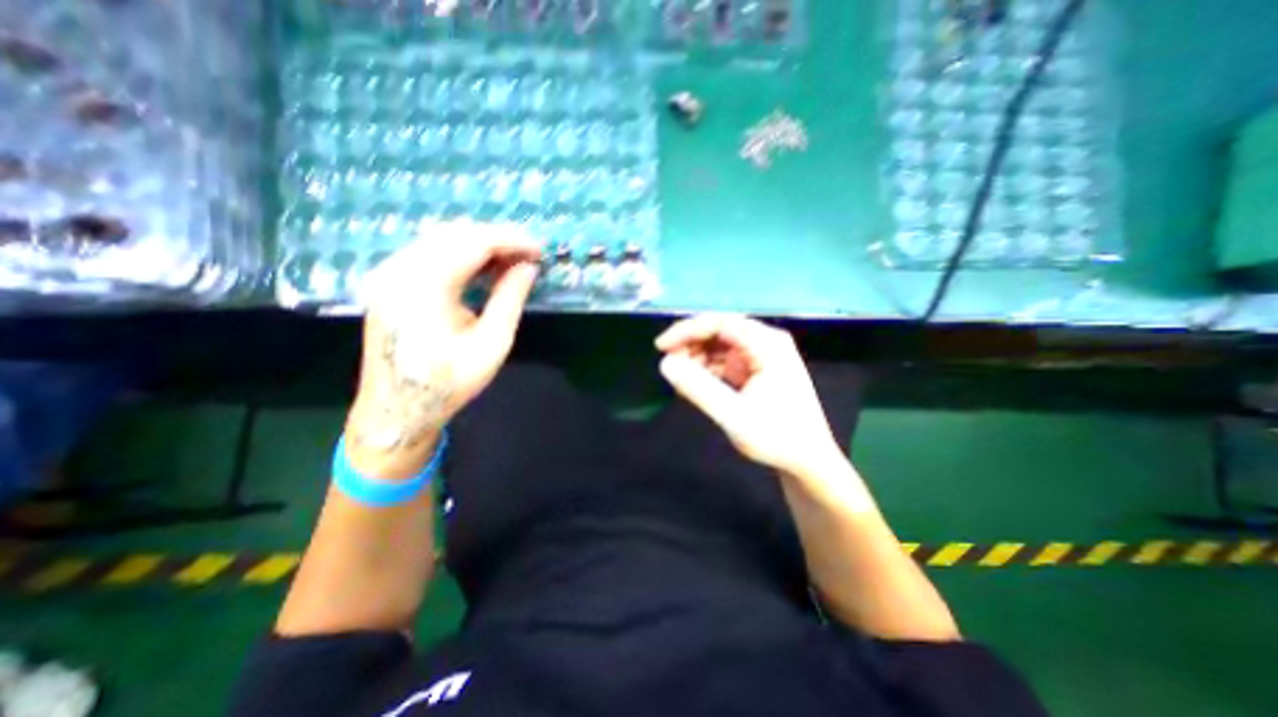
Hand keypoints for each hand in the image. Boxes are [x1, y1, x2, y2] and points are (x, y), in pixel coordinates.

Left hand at [344, 219, 538, 475]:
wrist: (396, 409)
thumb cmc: (448, 382)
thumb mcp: (491, 345)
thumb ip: (510, 300)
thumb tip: (529, 267)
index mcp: (424, 286)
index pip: (473, 242)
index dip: (510, 241)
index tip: (539, 250)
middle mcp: (399, 270)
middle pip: (455, 234)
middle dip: (497, 239)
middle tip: (529, 255)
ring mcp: (389, 274)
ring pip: (441, 239)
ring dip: (480, 245)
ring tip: (512, 261)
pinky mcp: (389, 281)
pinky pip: (430, 252)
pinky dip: (461, 255)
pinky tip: (483, 269)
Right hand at [653, 312, 845, 479]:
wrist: (808, 462)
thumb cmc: (776, 439)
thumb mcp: (734, 416)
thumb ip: (699, 389)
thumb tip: (665, 363)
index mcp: (767, 345)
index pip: (720, 323)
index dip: (687, 330)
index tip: (660, 347)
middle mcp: (765, 342)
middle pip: (719, 329)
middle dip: (690, 342)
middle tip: (667, 361)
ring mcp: (761, 355)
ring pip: (719, 343)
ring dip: (696, 354)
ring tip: (679, 375)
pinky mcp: (756, 368)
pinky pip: (724, 358)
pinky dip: (706, 367)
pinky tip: (694, 381)